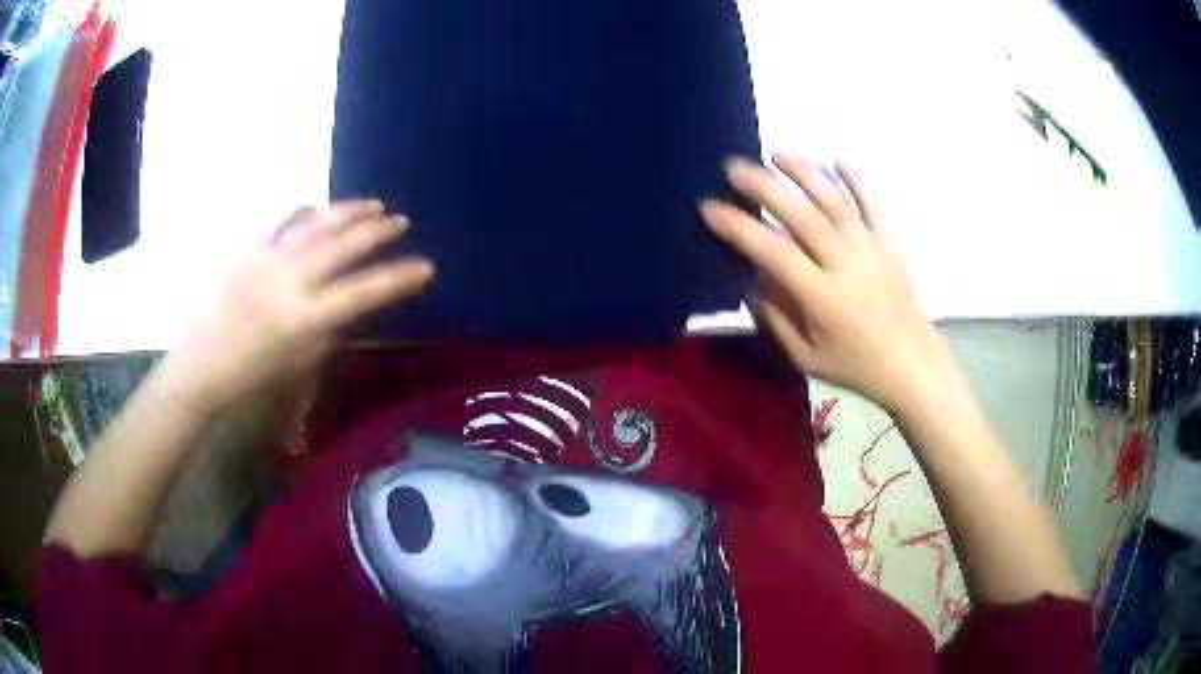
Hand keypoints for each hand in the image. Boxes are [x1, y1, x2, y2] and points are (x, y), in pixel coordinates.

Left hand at [160, 200, 434, 414]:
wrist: (206, 365)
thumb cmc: (255, 377)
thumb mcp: (302, 365)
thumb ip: (330, 331)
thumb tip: (351, 306)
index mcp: (306, 318)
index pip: (364, 292)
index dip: (399, 278)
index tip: (426, 268)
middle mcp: (292, 280)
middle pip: (344, 246)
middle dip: (378, 232)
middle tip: (402, 222)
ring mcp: (270, 259)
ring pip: (318, 225)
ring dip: (348, 212)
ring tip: (373, 205)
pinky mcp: (252, 250)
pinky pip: (283, 220)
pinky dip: (305, 211)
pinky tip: (317, 208)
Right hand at [701, 154, 968, 414]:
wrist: (912, 364)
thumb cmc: (856, 366)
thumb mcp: (806, 357)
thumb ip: (777, 318)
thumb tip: (753, 279)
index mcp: (822, 297)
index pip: (773, 251)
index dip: (739, 227)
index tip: (710, 207)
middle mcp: (845, 263)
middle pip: (801, 214)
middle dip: (764, 185)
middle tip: (735, 167)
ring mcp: (871, 248)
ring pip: (835, 200)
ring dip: (804, 172)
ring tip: (778, 154)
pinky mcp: (890, 243)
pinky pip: (873, 204)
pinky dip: (857, 179)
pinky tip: (839, 160)